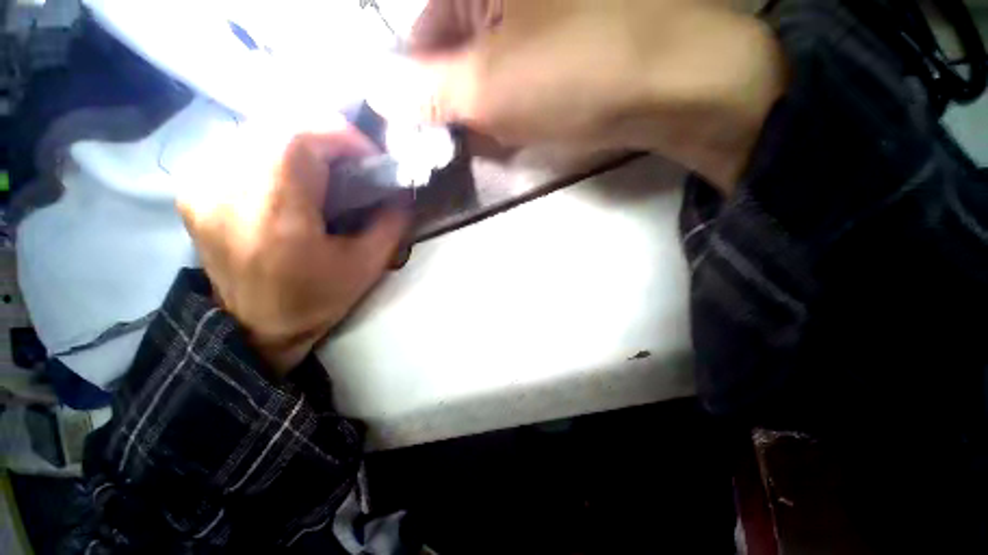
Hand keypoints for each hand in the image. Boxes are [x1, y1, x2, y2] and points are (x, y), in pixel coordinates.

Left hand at [177, 127, 408, 374]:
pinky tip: (284, 171)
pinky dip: (267, 147)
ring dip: (296, 138)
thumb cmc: (315, 299)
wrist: (256, 326)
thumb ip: (390, 223)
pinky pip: (233, 144)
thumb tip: (400, 191)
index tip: (368, 156)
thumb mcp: (366, 265)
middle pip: (276, 125)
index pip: (300, 137)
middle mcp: (228, 189)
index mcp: (275, 213)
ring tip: (321, 164)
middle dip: (323, 134)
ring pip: (255, 129)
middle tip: (349, 159)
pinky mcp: (192, 189)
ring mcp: (202, 185)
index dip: (341, 135)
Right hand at [373, 0, 786, 193]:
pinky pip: (519, 68)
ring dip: (490, 103)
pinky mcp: (564, 32)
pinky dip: (516, 99)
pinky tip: (532, 115)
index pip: (420, 33)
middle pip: (455, 48)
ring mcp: (539, 12)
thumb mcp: (490, 89)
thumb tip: (380, 92)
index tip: (424, 128)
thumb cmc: (577, 75)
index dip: (417, 85)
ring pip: (488, 64)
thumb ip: (428, 91)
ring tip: (512, 123)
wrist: (674, 80)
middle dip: (460, 99)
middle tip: (477, 130)